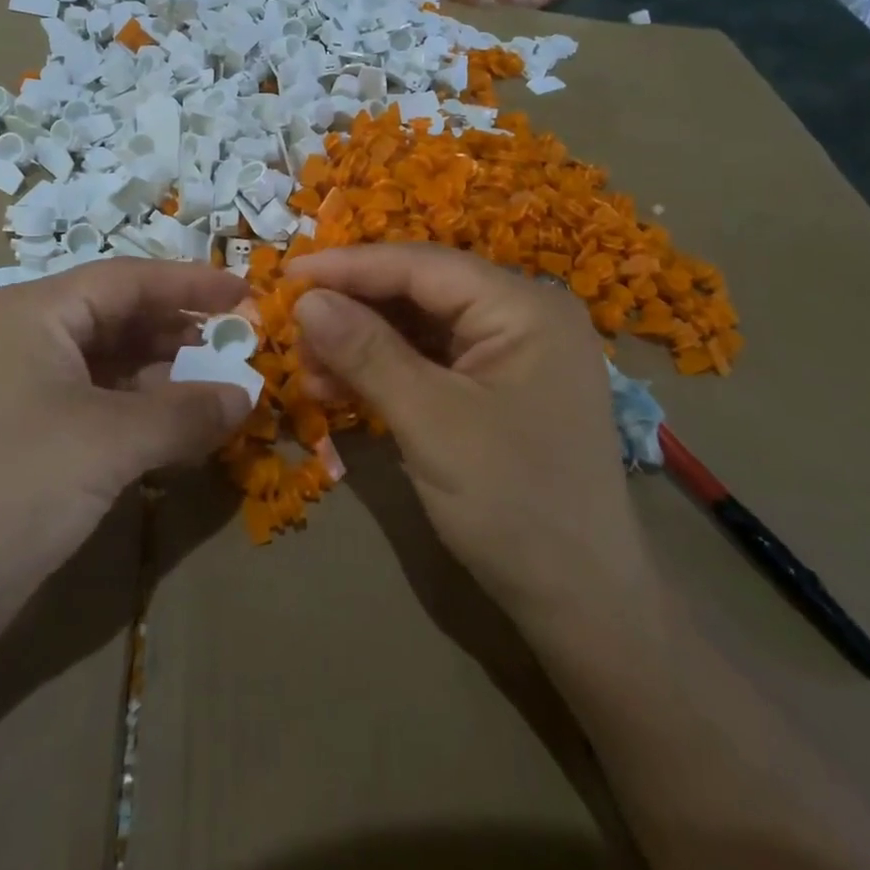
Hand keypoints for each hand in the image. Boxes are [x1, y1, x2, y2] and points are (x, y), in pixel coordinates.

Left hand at [0, 260, 248, 649]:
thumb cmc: (14, 487)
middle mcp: (24, 335)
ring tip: (218, 388)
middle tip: (238, 345)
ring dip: (163, 374)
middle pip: (117, 315)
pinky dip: (138, 409)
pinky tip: (177, 428)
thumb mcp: (111, 443)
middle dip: (178, 331)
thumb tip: (246, 396)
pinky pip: (94, 400)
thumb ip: (186, 412)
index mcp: (34, 312)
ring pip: (108, 361)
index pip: (127, 278)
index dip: (190, 283)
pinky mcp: (23, 430)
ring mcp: (20, 385)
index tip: (244, 293)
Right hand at [288, 244, 649, 624]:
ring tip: (307, 370)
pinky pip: (429, 361)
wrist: (582, 603)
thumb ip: (367, 352)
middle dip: (353, 310)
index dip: (350, 266)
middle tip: (293, 329)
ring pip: (418, 327)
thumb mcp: (431, 422)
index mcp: (523, 308)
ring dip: (361, 344)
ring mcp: (510, 353)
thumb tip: (305, 299)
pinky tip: (338, 388)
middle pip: (420, 291)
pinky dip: (383, 371)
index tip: (288, 273)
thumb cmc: (514, 504)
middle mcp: (521, 316)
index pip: (422, 265)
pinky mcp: (495, 388)